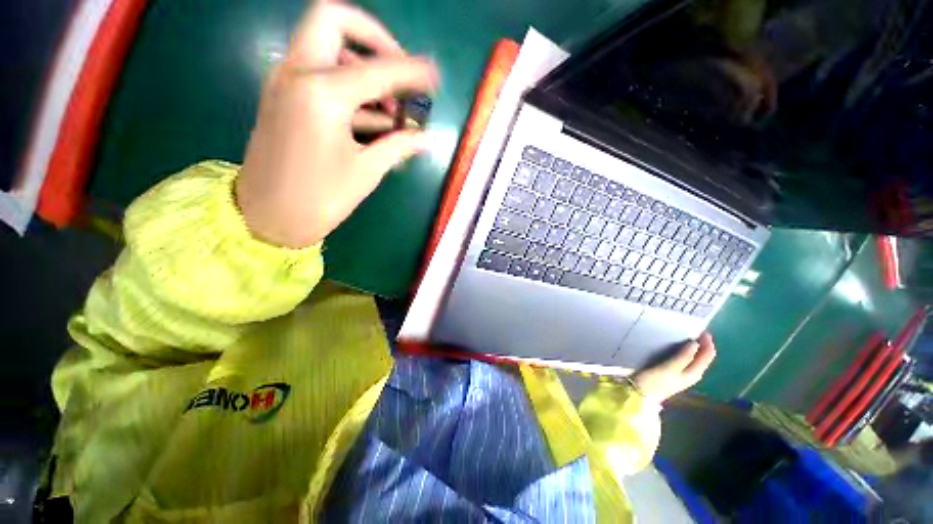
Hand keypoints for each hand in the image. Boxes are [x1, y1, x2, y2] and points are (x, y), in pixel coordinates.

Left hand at [236, 0, 438, 247]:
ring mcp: (285, 81)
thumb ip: (398, 146)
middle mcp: (297, 73)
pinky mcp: (283, 96)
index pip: (378, 69)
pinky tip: (370, 116)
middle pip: (333, 19)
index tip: (434, 74)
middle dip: (372, 36)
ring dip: (362, 64)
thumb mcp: (366, 172)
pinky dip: (347, 82)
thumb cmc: (320, 198)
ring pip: (324, 43)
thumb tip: (425, 138)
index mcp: (322, 94)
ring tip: (390, 106)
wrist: (267, 217)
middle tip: (397, 68)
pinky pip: (317, 70)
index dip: (412, 70)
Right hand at [630, 332, 716, 401]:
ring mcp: (680, 375)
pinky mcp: (670, 373)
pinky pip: (683, 360)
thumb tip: (696, 343)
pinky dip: (683, 351)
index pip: (707, 356)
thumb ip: (683, 357)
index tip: (702, 329)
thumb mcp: (669, 369)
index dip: (707, 343)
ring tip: (685, 335)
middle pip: (702, 357)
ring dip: (693, 347)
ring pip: (693, 359)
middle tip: (694, 329)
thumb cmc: (654, 382)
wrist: (639, 396)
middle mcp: (690, 374)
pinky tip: (675, 347)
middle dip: (701, 344)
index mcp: (693, 373)